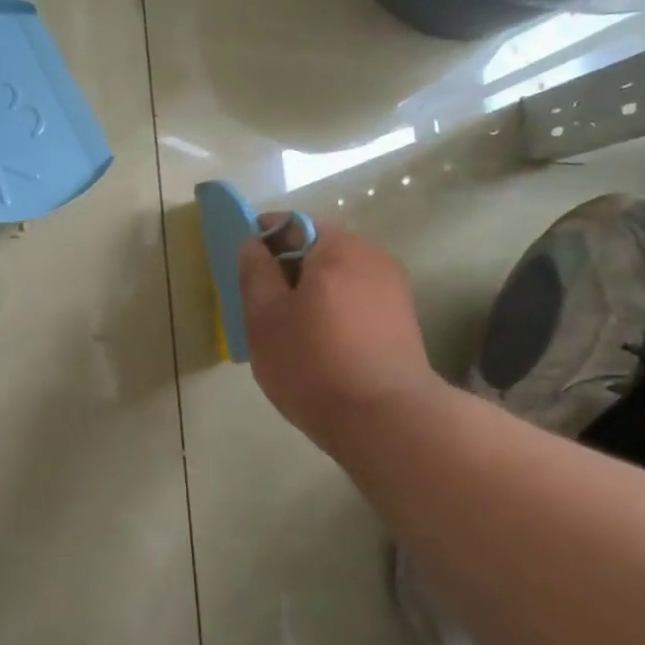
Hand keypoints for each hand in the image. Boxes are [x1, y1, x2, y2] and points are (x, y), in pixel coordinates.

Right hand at [240, 218, 440, 451]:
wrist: (386, 421)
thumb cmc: (313, 363)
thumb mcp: (264, 317)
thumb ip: (254, 272)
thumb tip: (252, 244)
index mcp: (336, 248)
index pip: (290, 223)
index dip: (260, 238)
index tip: (242, 268)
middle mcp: (371, 257)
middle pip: (316, 248)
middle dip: (286, 269)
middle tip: (260, 304)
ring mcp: (392, 288)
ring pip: (336, 276)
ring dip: (309, 291)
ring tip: (289, 329)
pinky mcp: (402, 320)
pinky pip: (355, 299)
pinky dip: (332, 309)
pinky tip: (319, 344)